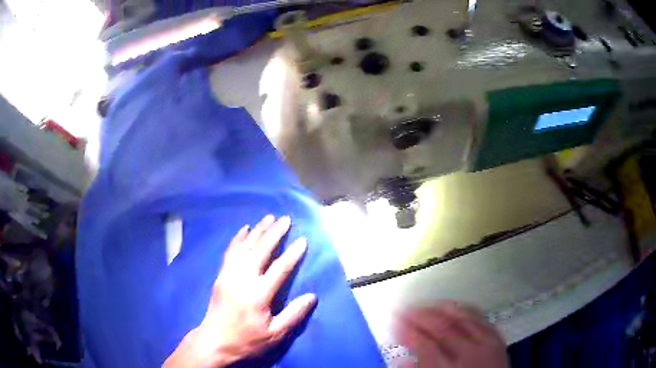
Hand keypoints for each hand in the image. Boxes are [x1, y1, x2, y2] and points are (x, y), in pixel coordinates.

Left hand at [164, 215, 316, 367]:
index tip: (302, 240)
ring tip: (268, 218)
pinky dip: (238, 238)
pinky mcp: (221, 275)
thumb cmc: (247, 339)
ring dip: (257, 231)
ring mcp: (229, 275)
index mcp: (258, 294)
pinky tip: (244, 229)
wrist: (215, 340)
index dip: (292, 254)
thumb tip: (312, 296)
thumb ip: (294, 314)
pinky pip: (230, 251)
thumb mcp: (275, 334)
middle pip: (260, 251)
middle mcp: (243, 279)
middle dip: (274, 233)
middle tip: (286, 219)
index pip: (280, 269)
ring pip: (245, 247)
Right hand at [392, 301, 506, 367]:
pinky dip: (464, 309)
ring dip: (440, 307)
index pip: (425, 345)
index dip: (407, 331)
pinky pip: (480, 316)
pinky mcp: (497, 337)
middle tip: (403, 308)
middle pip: (443, 327)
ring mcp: (487, 343)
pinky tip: (454, 307)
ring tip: (424, 304)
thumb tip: (401, 361)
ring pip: (463, 317)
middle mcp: (471, 353)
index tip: (393, 322)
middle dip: (420, 315)